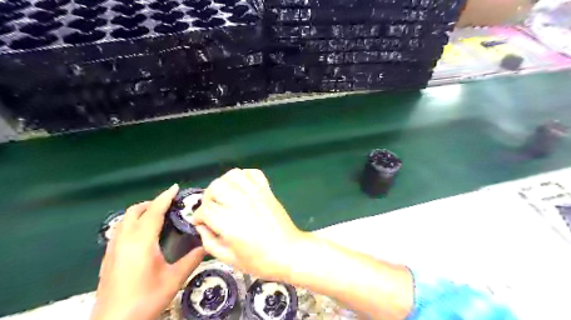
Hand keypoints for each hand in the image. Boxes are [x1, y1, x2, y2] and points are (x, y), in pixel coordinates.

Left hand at [89, 184, 205, 319]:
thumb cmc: (145, 300)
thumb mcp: (173, 279)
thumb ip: (192, 260)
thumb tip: (207, 245)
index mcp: (141, 242)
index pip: (153, 212)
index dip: (165, 197)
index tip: (175, 188)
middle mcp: (124, 241)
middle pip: (134, 212)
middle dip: (151, 203)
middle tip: (168, 204)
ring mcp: (112, 249)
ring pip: (124, 220)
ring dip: (140, 212)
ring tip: (157, 216)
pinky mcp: (108, 258)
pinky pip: (119, 231)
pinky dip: (132, 223)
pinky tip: (142, 235)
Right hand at [191, 167, 307, 282]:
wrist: (289, 253)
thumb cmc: (260, 261)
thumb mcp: (229, 258)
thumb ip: (209, 241)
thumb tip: (201, 226)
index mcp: (230, 223)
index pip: (205, 209)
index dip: (198, 216)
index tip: (200, 222)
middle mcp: (241, 203)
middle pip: (216, 187)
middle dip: (208, 197)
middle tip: (211, 208)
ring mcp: (256, 194)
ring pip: (233, 175)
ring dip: (223, 183)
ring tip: (224, 195)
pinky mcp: (267, 190)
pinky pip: (253, 173)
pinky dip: (243, 176)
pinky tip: (241, 187)